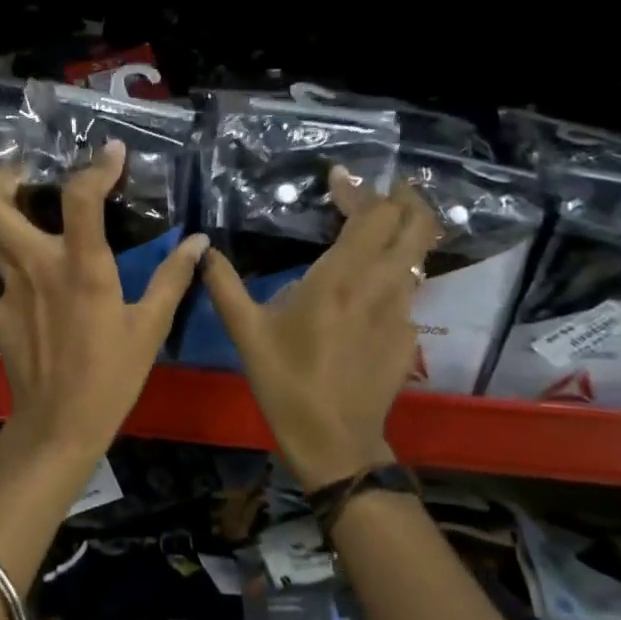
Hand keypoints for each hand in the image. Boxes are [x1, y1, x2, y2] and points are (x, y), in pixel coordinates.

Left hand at [0, 141, 208, 470]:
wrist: (57, 426)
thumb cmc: (111, 377)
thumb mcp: (149, 328)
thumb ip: (172, 279)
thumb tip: (199, 243)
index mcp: (81, 269)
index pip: (81, 197)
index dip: (96, 166)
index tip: (111, 152)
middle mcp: (36, 269)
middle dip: (1, 179)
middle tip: (22, 170)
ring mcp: (9, 291)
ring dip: (2, 212)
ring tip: (25, 207)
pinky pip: (6, 277)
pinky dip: (22, 269)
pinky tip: (44, 291)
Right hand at [202, 169, 438, 490]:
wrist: (335, 442)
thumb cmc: (286, 382)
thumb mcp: (246, 332)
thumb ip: (224, 285)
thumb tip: (202, 250)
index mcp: (342, 278)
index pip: (372, 214)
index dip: (360, 189)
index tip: (338, 177)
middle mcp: (382, 286)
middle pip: (416, 224)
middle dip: (405, 197)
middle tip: (382, 187)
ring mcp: (402, 312)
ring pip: (418, 256)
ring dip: (403, 232)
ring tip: (379, 225)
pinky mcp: (408, 337)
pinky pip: (408, 290)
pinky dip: (395, 272)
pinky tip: (369, 286)